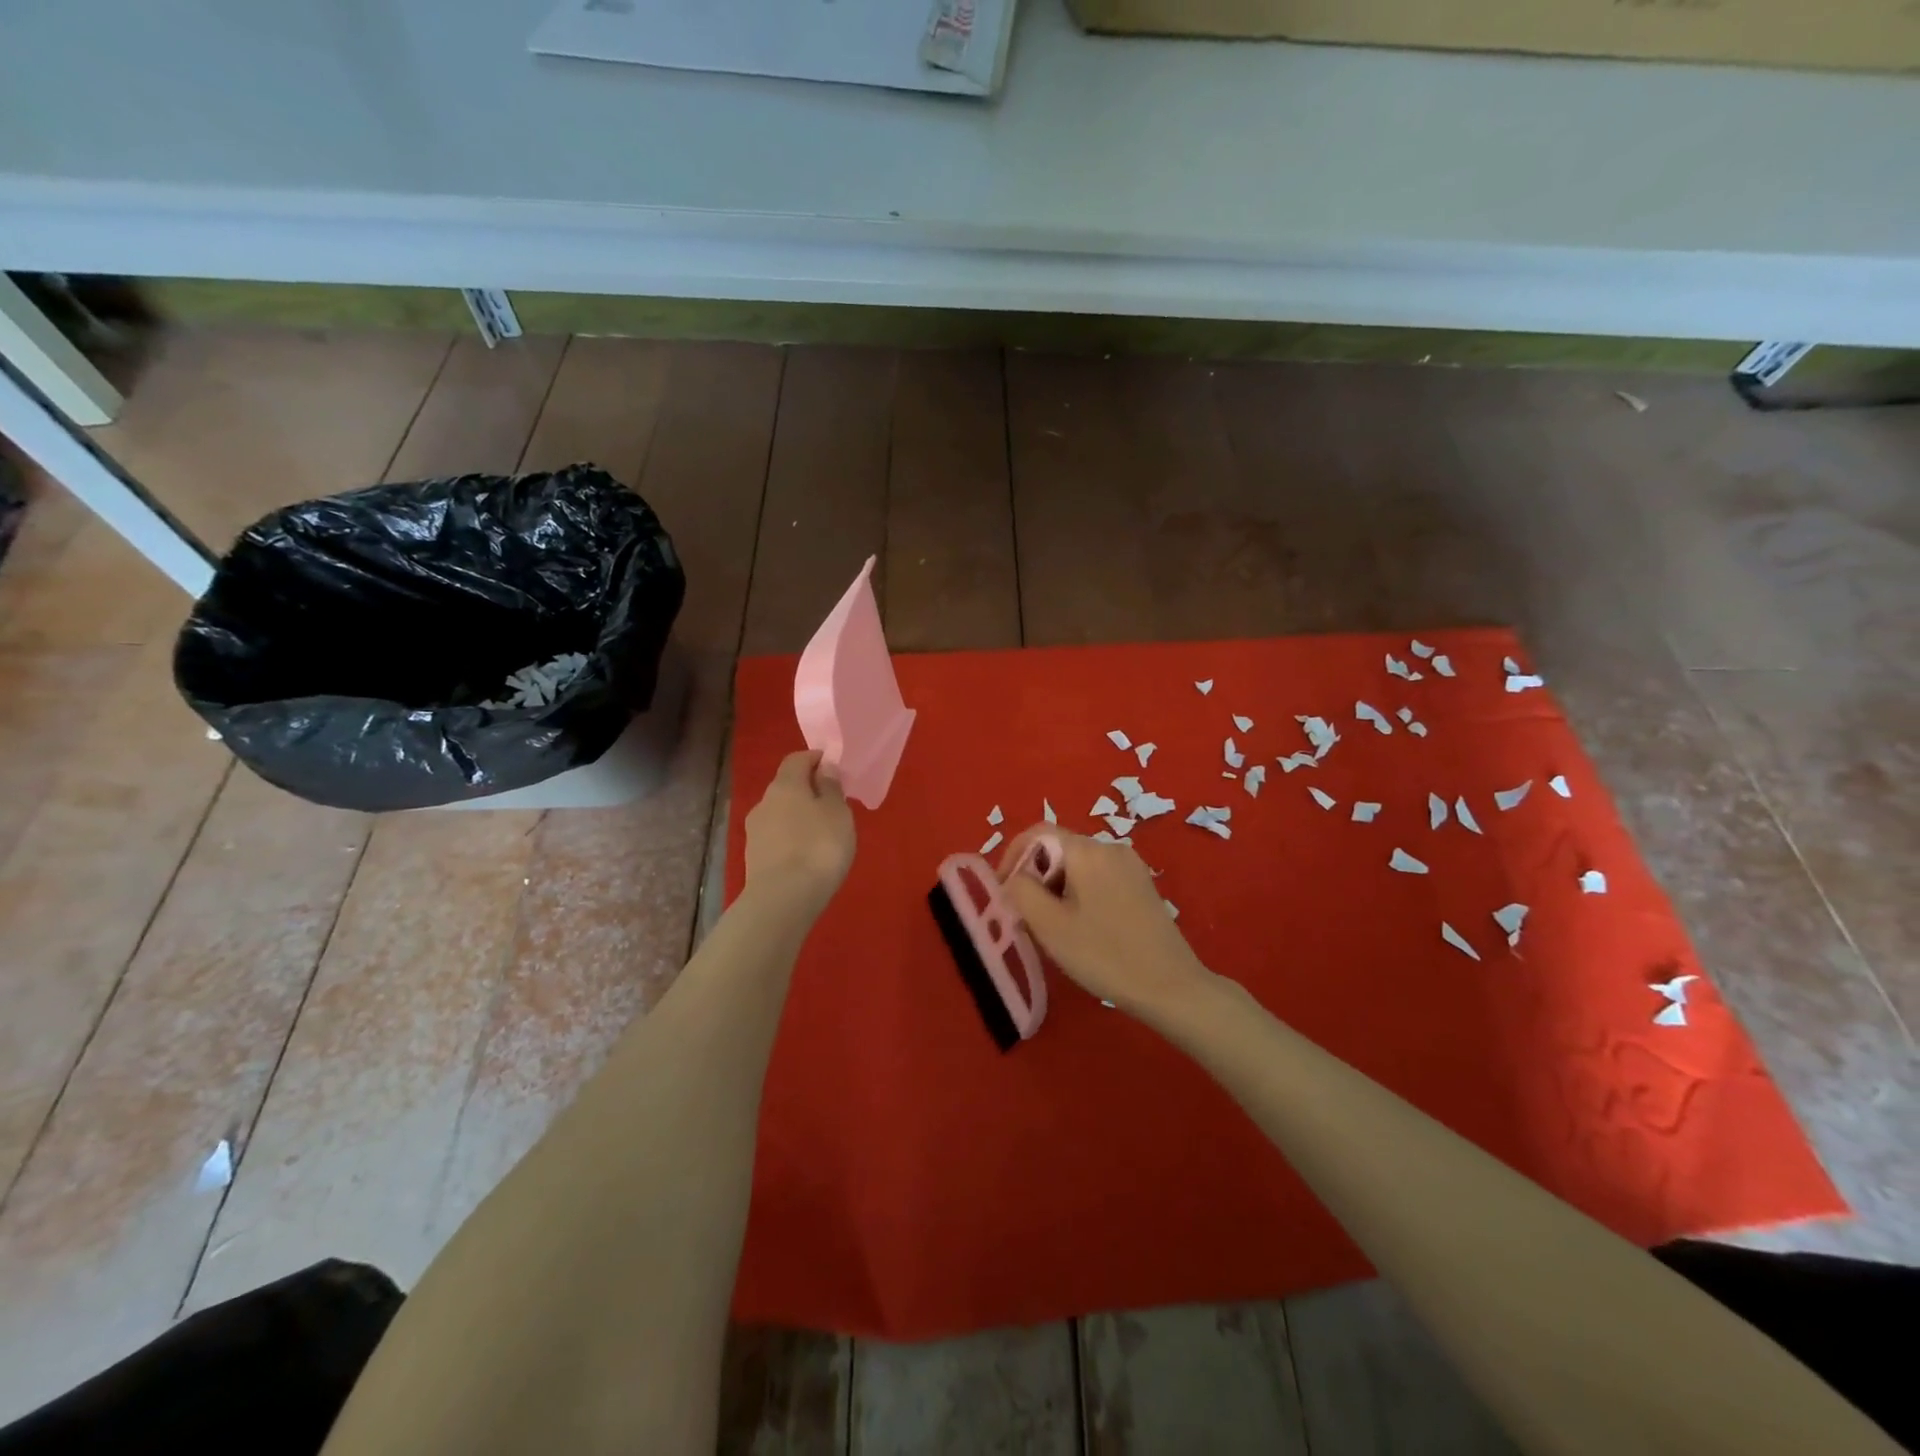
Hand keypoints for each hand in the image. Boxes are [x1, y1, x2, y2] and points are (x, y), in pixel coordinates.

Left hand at [743, 751, 855, 910]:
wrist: (783, 899)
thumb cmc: (819, 847)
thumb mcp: (838, 812)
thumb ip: (831, 787)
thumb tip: (824, 768)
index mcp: (785, 785)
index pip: (797, 759)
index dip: (815, 759)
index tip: (833, 767)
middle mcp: (764, 802)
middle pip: (787, 786)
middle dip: (807, 790)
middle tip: (832, 803)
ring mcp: (755, 831)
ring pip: (780, 813)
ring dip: (798, 816)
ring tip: (821, 833)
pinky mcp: (754, 857)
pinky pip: (776, 837)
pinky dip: (791, 838)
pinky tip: (806, 854)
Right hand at [999, 827, 1211, 1016]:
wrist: (1171, 986)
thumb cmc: (1104, 955)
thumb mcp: (1050, 926)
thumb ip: (1021, 891)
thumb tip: (1013, 877)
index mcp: (1087, 851)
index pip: (1038, 832)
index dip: (1013, 856)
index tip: (1003, 891)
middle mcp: (1111, 848)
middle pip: (1059, 849)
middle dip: (1037, 877)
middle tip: (1027, 917)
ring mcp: (1131, 866)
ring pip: (1079, 866)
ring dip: (1058, 889)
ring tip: (1054, 928)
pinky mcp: (1143, 885)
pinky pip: (1100, 878)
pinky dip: (1081, 894)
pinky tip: (1084, 929)